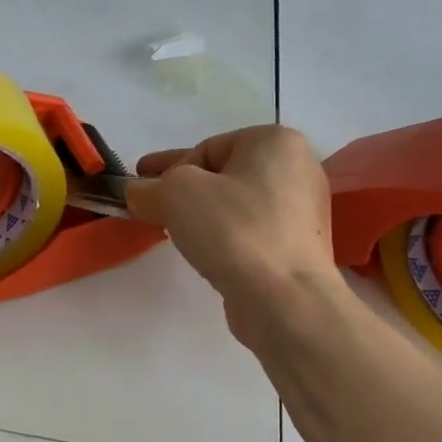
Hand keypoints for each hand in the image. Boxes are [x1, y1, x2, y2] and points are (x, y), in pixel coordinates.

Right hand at [124, 125, 344, 341]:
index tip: (142, 189)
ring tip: (174, 232)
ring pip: (236, 206)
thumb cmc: (233, 230)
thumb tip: (138, 193)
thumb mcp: (175, 194)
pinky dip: (224, 238)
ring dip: (203, 215)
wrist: (285, 300)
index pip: (206, 149)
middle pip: (223, 175)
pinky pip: (250, 233)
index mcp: (276, 142)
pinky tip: (206, 254)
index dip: (169, 169)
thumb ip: (148, 187)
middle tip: (151, 206)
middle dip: (184, 190)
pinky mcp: (299, 250)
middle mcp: (298, 170)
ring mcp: (303, 213)